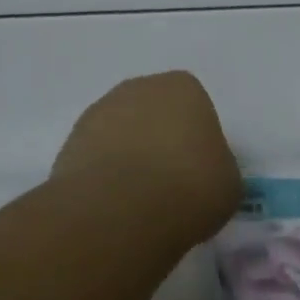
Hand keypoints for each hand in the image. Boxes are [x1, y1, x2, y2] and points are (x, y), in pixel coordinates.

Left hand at [53, 72, 241, 240]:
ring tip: (139, 200)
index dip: (195, 138)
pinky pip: (96, 157)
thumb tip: (205, 171)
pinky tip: (114, 205)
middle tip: (169, 182)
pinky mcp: (70, 143)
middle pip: (153, 112)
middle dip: (158, 140)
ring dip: (128, 156)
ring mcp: (98, 112)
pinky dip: (104, 176)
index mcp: (183, 87)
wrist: (121, 212)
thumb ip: (217, 165)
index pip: (194, 105)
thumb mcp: (229, 182)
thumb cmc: (190, 187)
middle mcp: (138, 88)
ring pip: (121, 133)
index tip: (198, 169)